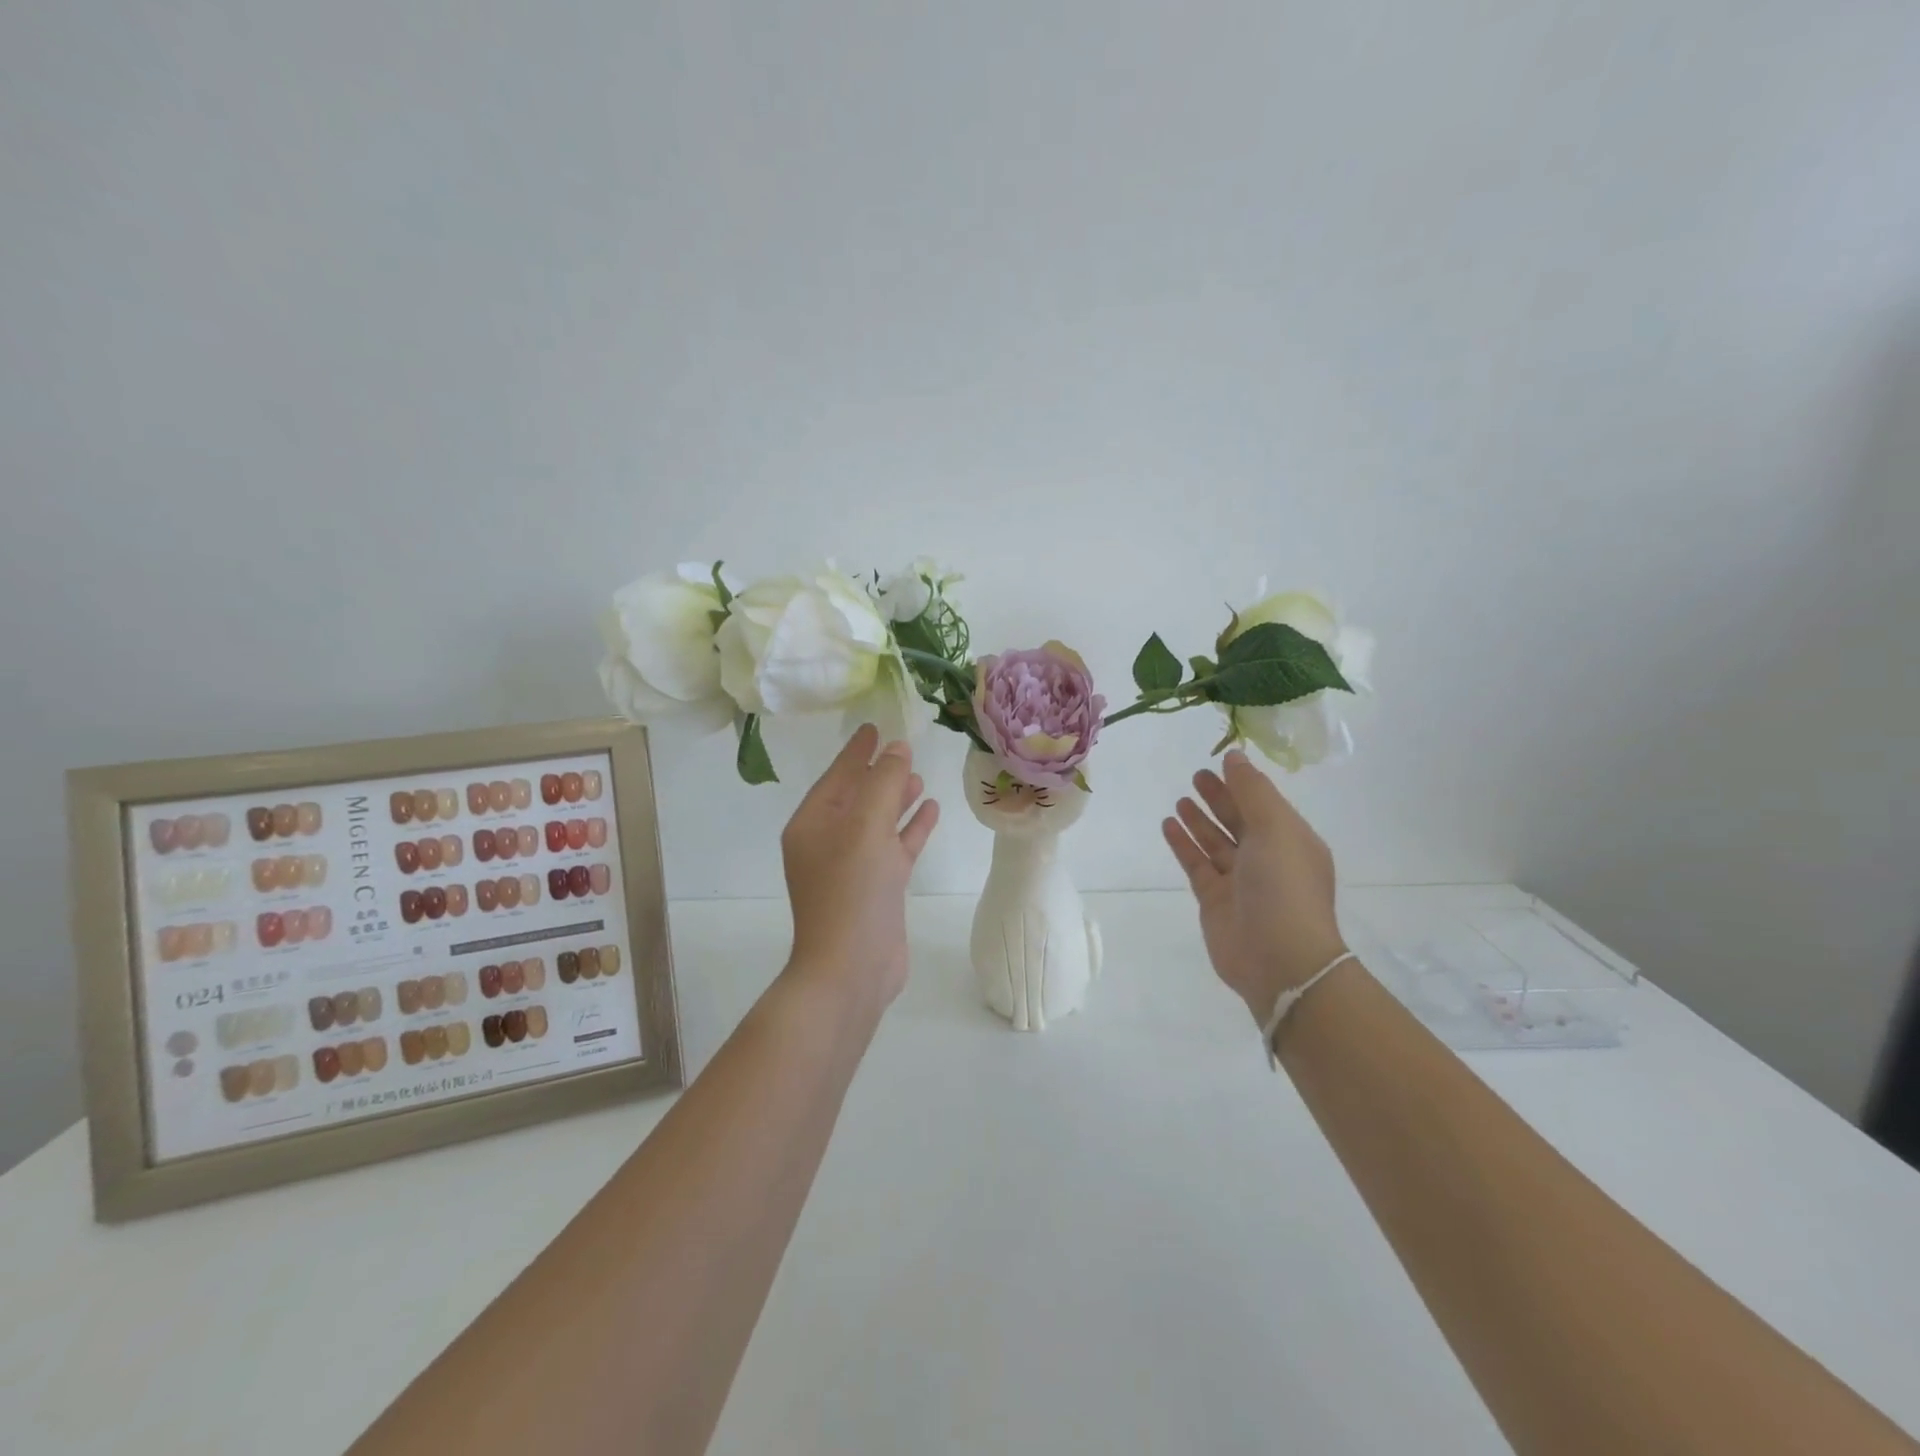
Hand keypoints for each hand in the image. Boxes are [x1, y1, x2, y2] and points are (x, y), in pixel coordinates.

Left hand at [780, 724, 940, 1010]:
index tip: (875, 726)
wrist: (852, 968)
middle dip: (880, 773)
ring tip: (920, 776)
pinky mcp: (877, 887)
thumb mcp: (866, 826)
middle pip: (857, 795)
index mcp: (813, 823)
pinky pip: (894, 846)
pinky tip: (931, 810)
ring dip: (897, 798)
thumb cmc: (852, 890)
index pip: (837, 775)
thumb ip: (884, 783)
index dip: (857, 750)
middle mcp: (829, 841)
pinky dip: (911, 828)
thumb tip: (898, 747)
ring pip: (878, 821)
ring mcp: (853, 867)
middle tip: (906, 747)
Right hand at [1161, 749, 1347, 1024]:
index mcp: (1291, 841)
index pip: (1265, 804)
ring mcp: (1240, 881)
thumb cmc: (1284, 886)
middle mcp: (1268, 859)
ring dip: (1200, 820)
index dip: (1243, 783)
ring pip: (1216, 842)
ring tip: (1181, 800)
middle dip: (1220, 798)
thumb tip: (1234, 756)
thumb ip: (1252, 791)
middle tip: (1196, 776)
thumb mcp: (1275, 829)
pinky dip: (1184, 844)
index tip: (1220, 761)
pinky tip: (1169, 825)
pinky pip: (1197, 864)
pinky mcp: (1215, 900)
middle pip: (1239, 821)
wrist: (1278, 958)